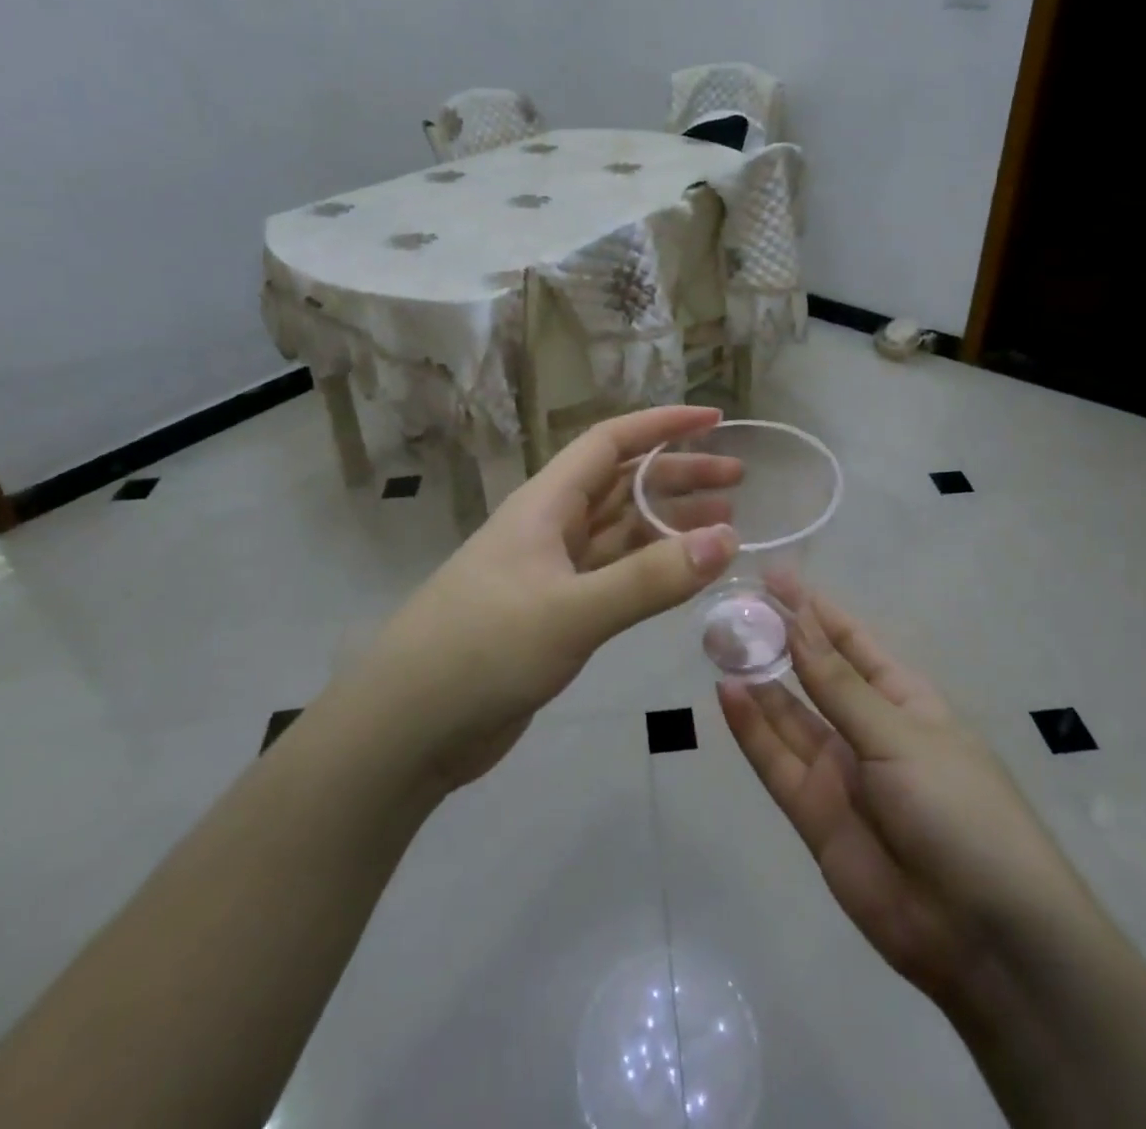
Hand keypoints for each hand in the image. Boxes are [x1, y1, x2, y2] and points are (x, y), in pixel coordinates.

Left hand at [359, 406, 740, 791]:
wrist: (408, 726)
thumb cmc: (482, 650)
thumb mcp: (571, 611)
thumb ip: (649, 580)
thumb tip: (728, 538)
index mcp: (546, 504)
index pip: (610, 442)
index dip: (662, 426)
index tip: (714, 421)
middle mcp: (551, 528)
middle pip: (623, 484)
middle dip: (678, 476)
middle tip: (737, 481)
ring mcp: (552, 572)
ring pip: (621, 532)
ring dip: (669, 525)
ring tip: (727, 526)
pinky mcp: (555, 614)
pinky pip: (613, 577)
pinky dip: (650, 571)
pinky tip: (682, 577)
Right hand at [718, 579, 1082, 1011]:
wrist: (985, 938)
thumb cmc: (960, 811)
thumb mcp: (901, 736)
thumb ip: (839, 685)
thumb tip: (798, 621)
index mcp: (905, 701)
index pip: (851, 642)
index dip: (815, 609)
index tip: (774, 577)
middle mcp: (868, 730)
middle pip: (814, 675)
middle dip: (778, 641)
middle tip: (732, 605)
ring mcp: (839, 772)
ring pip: (788, 715)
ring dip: (757, 680)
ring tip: (719, 640)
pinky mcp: (813, 814)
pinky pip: (775, 762)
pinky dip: (750, 729)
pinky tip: (726, 692)